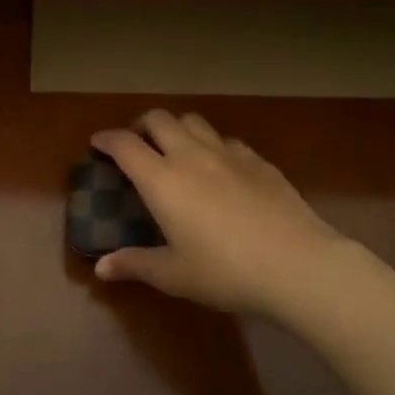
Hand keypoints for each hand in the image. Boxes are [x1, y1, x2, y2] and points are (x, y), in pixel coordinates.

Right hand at [89, 110, 377, 323]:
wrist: (297, 264)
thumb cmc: (226, 272)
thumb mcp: (174, 275)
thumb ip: (136, 264)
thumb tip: (101, 268)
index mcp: (163, 180)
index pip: (125, 145)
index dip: (107, 139)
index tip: (97, 143)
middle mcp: (191, 156)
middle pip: (159, 119)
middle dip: (140, 125)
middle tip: (136, 144)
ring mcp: (228, 154)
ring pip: (194, 121)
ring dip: (176, 127)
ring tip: (175, 148)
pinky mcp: (258, 160)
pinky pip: (226, 140)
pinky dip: (211, 144)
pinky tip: (219, 167)